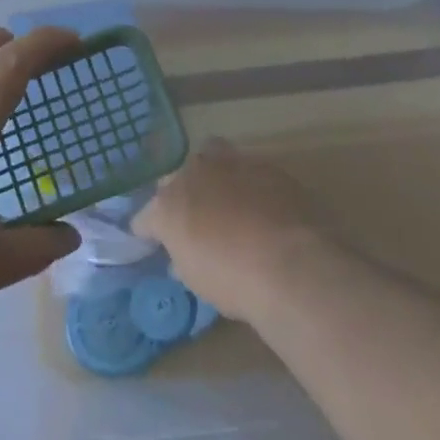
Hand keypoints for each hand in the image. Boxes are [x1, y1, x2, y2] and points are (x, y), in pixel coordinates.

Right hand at [132, 139, 326, 322]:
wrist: (293, 264)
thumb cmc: (234, 281)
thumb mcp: (198, 280)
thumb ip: (184, 258)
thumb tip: (182, 255)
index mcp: (168, 205)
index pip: (146, 216)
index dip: (149, 231)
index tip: (154, 243)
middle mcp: (193, 173)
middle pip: (179, 177)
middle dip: (184, 193)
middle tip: (196, 219)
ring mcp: (231, 163)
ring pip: (214, 158)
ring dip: (217, 178)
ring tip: (230, 203)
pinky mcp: (267, 165)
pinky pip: (250, 170)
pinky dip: (251, 185)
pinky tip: (263, 207)